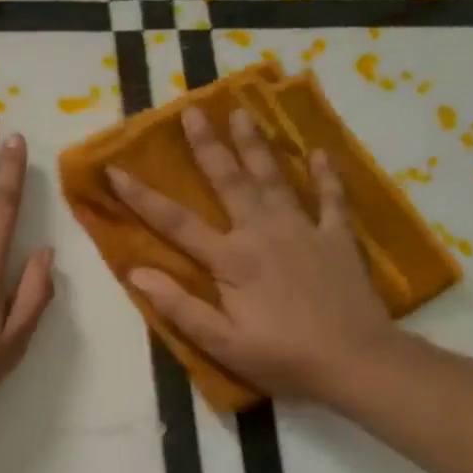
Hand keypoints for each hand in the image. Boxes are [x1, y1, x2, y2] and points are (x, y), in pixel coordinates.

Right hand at [108, 106, 400, 405]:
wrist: (357, 362)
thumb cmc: (283, 357)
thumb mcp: (222, 343)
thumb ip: (179, 307)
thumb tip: (137, 272)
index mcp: (231, 260)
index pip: (176, 222)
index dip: (142, 197)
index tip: (115, 169)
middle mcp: (263, 233)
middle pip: (229, 181)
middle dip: (208, 145)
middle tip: (192, 110)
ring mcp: (303, 231)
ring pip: (274, 179)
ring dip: (256, 145)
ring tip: (242, 113)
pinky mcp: (337, 238)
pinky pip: (331, 199)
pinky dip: (325, 175)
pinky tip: (318, 152)